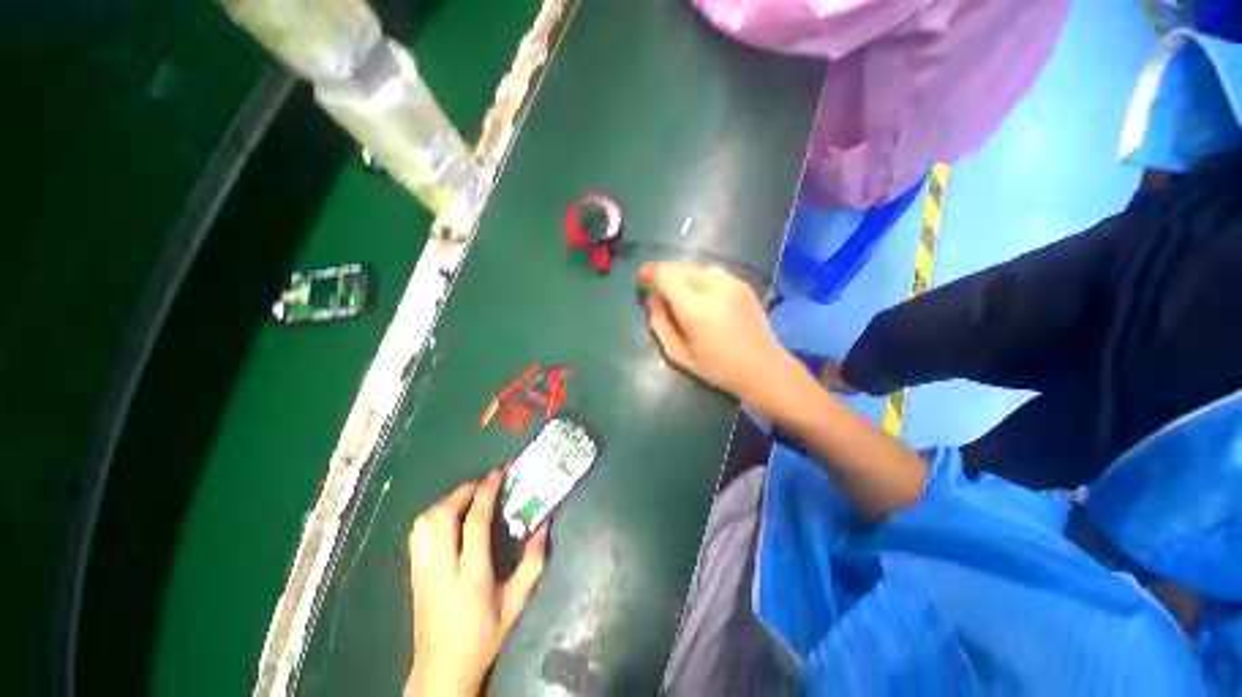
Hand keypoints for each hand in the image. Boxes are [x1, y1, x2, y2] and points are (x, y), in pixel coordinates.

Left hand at [406, 472, 548, 695]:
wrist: (441, 672)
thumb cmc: (483, 638)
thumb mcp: (516, 604)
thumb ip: (533, 564)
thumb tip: (544, 526)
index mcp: (471, 576)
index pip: (474, 523)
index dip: (485, 494)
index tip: (496, 475)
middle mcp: (442, 570)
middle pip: (441, 516)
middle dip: (462, 492)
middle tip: (482, 484)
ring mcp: (422, 573)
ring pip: (423, 523)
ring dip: (445, 502)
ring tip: (466, 498)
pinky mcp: (413, 576)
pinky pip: (416, 535)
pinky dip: (431, 517)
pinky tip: (447, 518)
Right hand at [636, 261, 796, 406]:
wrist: (764, 369)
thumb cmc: (718, 369)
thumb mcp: (679, 355)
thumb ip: (660, 325)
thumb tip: (653, 300)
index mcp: (696, 309)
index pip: (665, 275)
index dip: (648, 273)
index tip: (640, 281)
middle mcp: (714, 288)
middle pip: (680, 267)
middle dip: (664, 275)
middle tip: (657, 292)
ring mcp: (732, 283)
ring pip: (696, 267)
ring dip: (682, 276)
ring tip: (679, 294)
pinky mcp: (743, 284)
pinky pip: (713, 272)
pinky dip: (699, 279)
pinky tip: (701, 296)